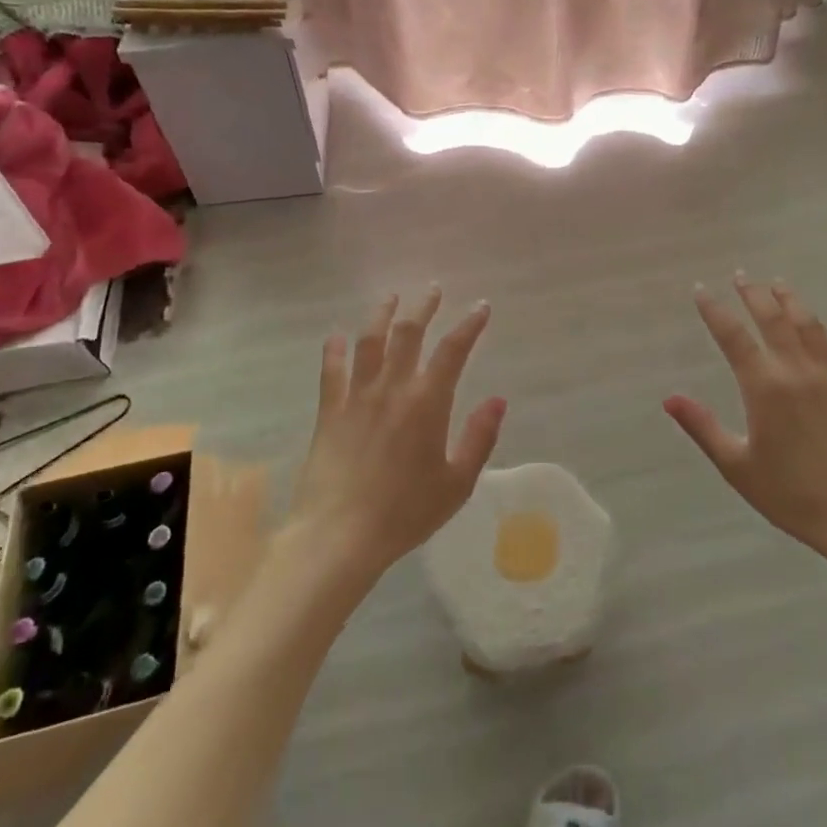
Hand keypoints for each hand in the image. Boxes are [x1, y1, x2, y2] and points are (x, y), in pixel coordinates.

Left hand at [288, 288, 505, 581]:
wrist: (339, 536)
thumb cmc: (405, 513)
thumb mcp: (457, 483)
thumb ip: (479, 438)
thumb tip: (498, 400)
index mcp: (427, 402)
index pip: (453, 350)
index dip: (470, 325)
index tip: (481, 307)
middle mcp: (392, 388)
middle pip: (409, 333)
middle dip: (424, 307)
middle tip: (433, 290)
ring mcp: (356, 396)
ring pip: (369, 341)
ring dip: (381, 314)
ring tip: (390, 297)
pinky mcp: (329, 412)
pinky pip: (331, 370)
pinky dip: (334, 349)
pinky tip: (336, 336)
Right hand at [666, 276, 826, 561]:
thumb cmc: (793, 495)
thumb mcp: (737, 466)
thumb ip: (703, 427)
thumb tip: (669, 398)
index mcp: (764, 386)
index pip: (733, 336)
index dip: (714, 310)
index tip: (701, 290)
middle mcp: (797, 371)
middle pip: (773, 319)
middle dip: (754, 294)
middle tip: (741, 276)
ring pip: (810, 327)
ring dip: (793, 301)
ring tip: (779, 284)